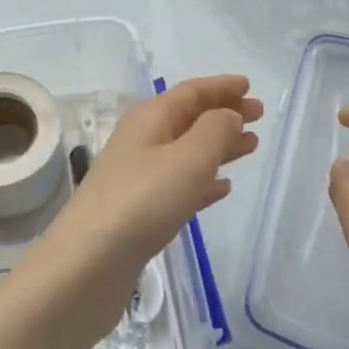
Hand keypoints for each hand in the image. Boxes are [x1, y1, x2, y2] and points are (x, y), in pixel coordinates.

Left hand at [28, 75, 262, 341]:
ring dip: (218, 146)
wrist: (90, 262)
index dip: (220, 87)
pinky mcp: (140, 211)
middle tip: (258, 116)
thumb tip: (229, 114)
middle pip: (188, 118)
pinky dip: (203, 180)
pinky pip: (180, 184)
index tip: (249, 85)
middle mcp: (142, 141)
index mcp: (150, 119)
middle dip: (223, 113)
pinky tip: (222, 188)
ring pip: (187, 151)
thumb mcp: (187, 158)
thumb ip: (215, 131)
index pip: (190, 92)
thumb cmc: (143, 201)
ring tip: (250, 147)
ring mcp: (139, 177)